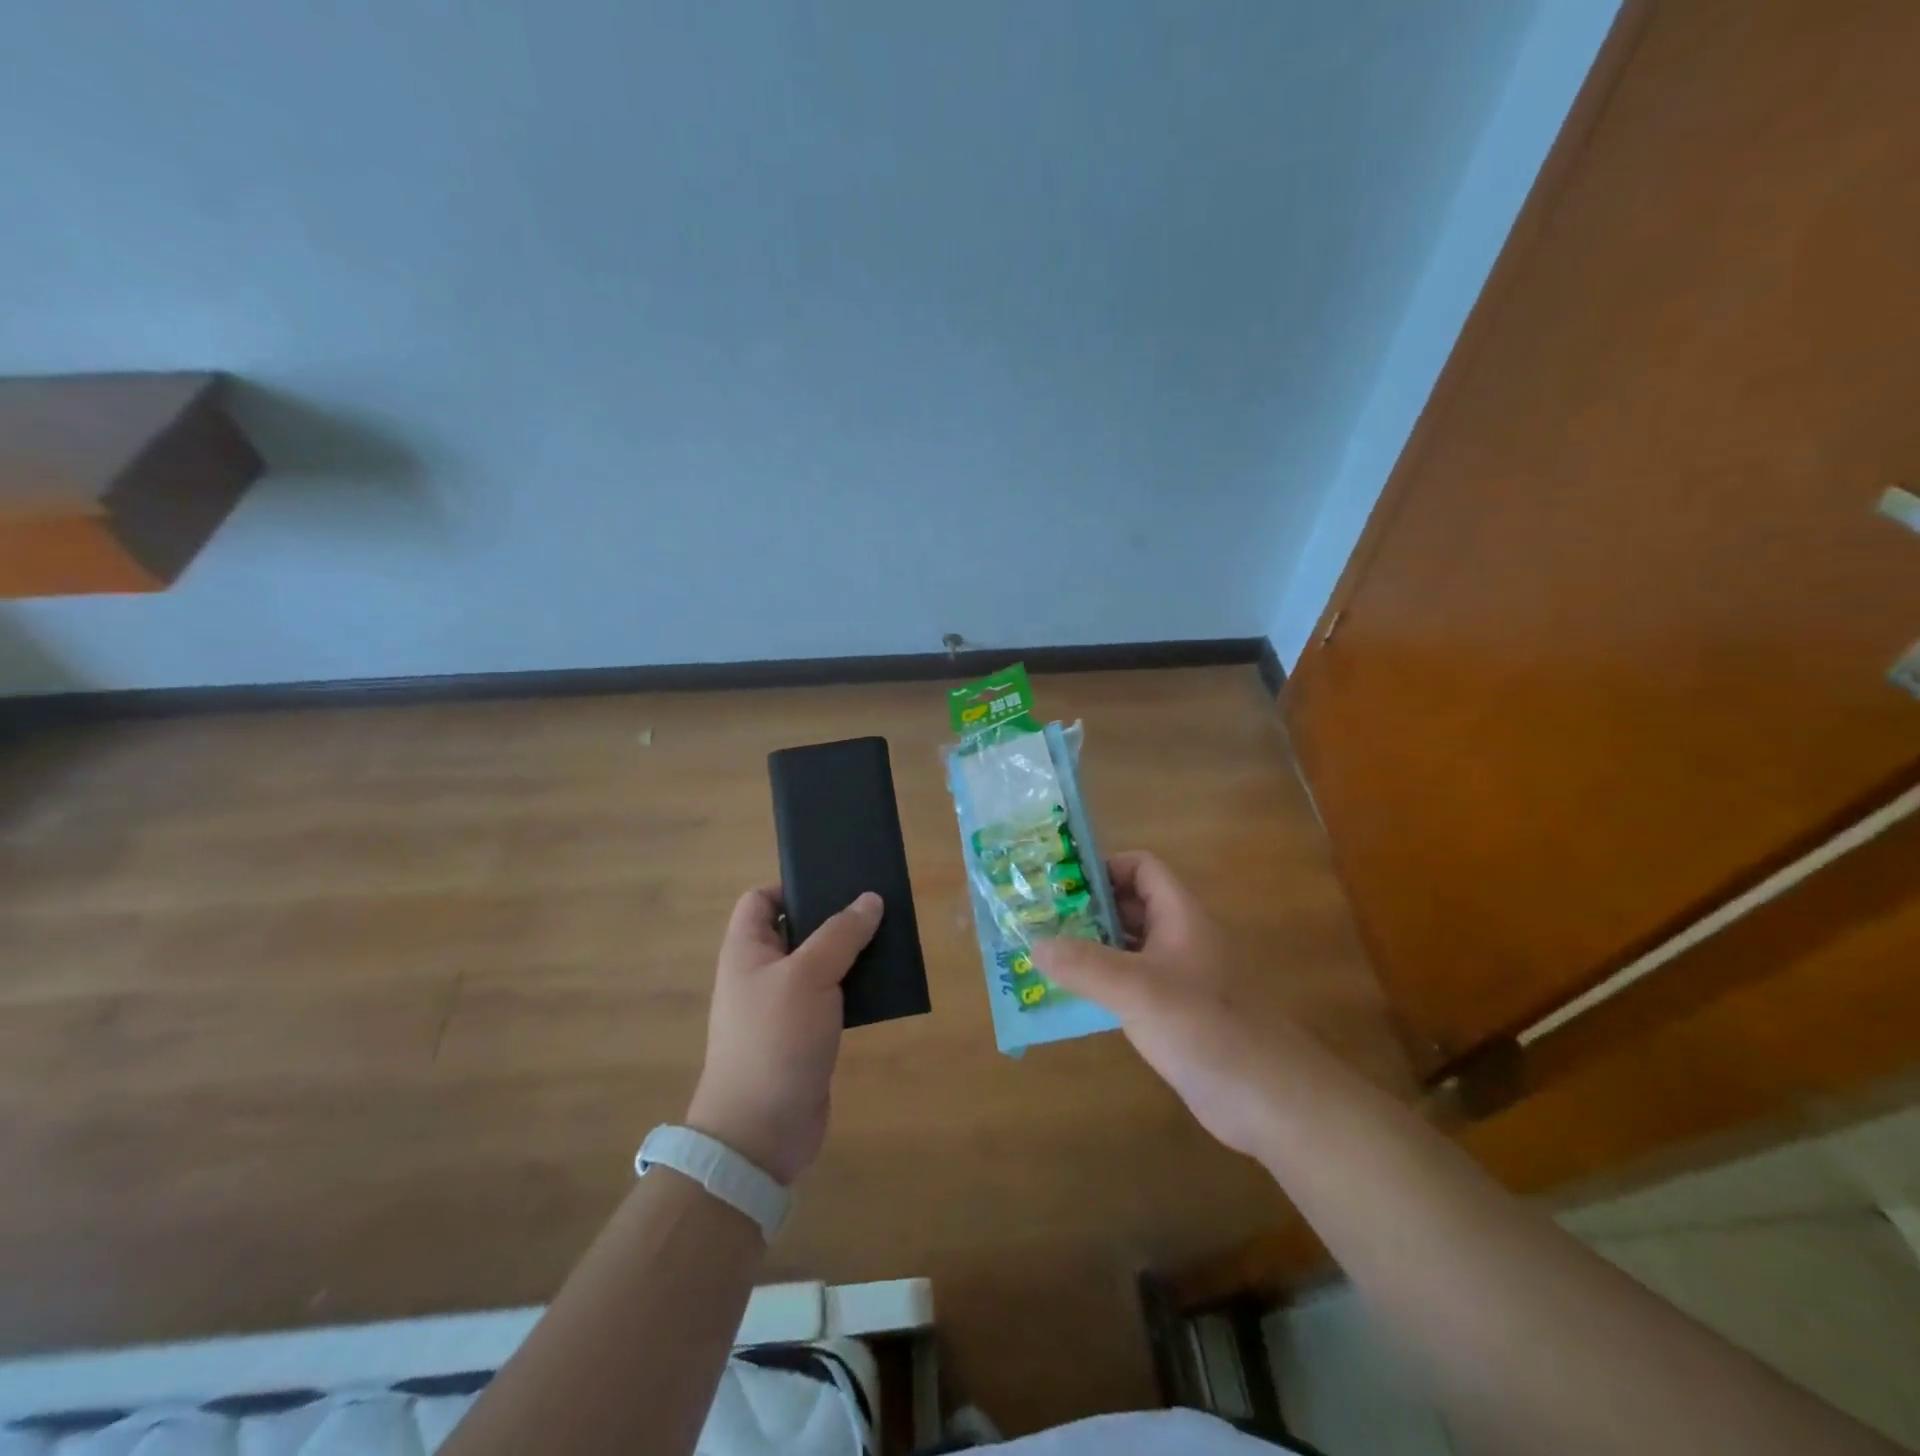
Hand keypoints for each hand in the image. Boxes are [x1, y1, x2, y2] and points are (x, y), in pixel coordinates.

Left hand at [686, 888, 882, 1184]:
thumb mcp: (809, 975)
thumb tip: (870, 899)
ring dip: (851, 954)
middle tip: (877, 907)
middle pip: (797, 929)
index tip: (835, 885)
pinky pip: (832, 998)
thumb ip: (841, 933)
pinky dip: (855, 989)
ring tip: (890, 939)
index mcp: (747, 950)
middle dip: (835, 918)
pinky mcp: (805, 1036)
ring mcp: (783, 1006)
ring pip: (820, 965)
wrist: (761, 1132)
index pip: (761, 900)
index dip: (792, 886)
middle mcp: (761, 973)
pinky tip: (885, 984)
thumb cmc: (775, 1039)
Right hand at [1030, 851, 1304, 1158]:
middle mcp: (1178, 938)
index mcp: (1179, 915)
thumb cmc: (1204, 1027)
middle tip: (1040, 920)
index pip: (1141, 868)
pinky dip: (1101, 983)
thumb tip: (1034, 943)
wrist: (1267, 1098)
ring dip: (1090, 947)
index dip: (1104, 868)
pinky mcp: (1173, 1013)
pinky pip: (1130, 984)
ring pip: (1127, 946)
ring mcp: (1178, 977)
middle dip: (1086, 909)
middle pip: (1129, 905)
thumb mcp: (1137, 989)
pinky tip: (1071, 998)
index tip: (1061, 886)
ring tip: (1044, 955)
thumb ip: (1084, 965)